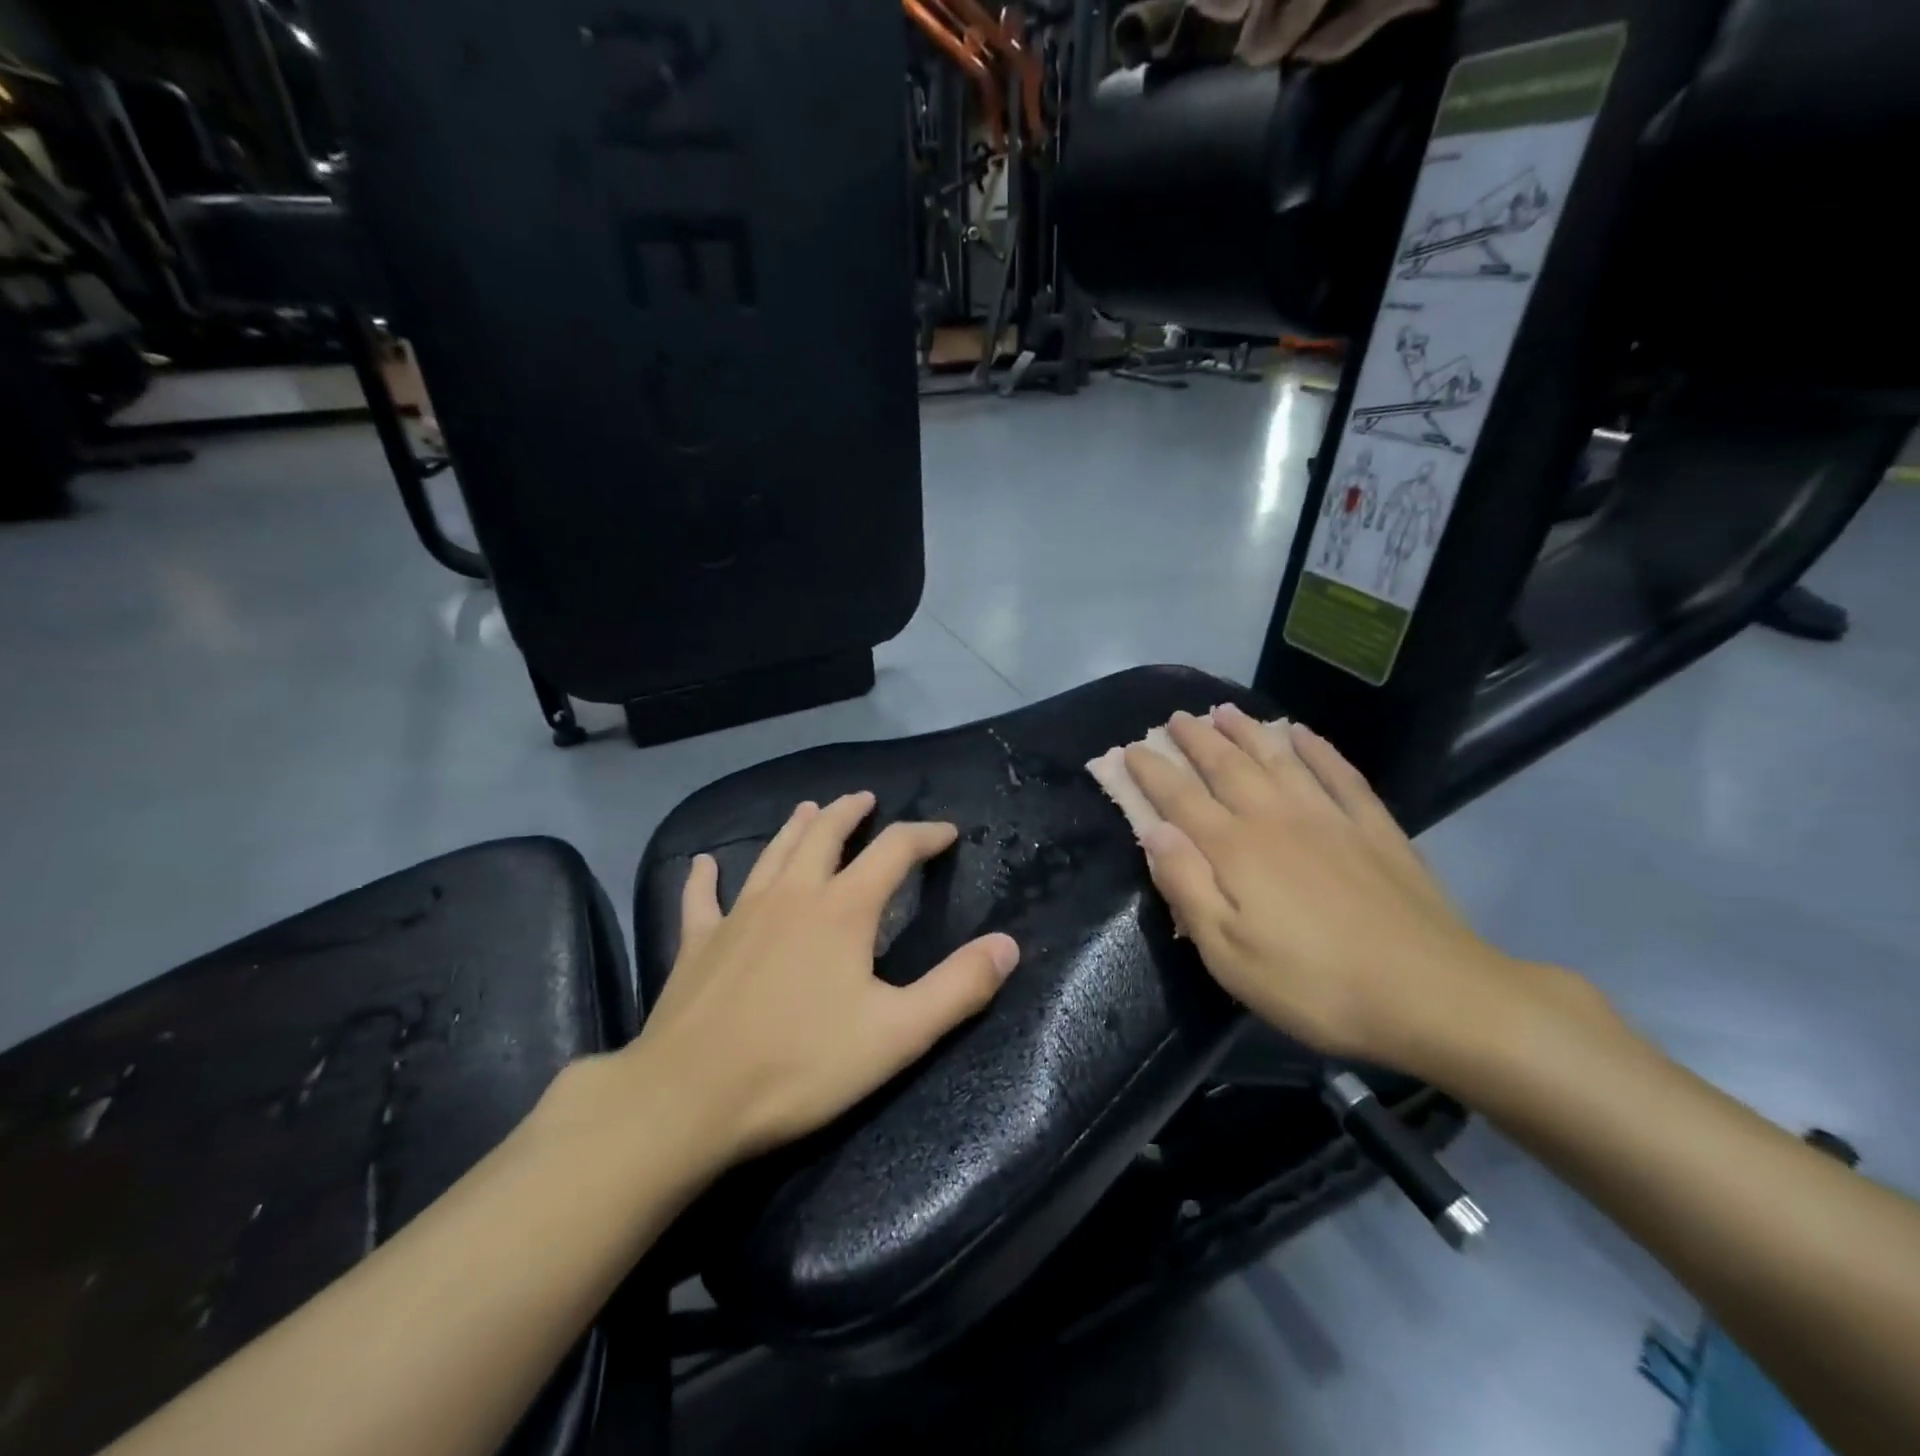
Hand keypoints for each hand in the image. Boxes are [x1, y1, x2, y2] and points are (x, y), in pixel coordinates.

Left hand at [631, 793, 1020, 1162]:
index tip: (947, 833)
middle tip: (865, 799)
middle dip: (850, 814)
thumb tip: (1008, 944)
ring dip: (795, 828)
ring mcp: (739, 915)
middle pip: (825, 836)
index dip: (925, 836)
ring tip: (809, 809)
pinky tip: (703, 864)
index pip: (894, 851)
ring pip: (772, 854)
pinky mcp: (698, 943)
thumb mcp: (898, 1034)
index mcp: (843, 909)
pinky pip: (701, 899)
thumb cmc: (801, 1065)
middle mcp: (792, 895)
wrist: (689, 1099)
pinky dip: (704, 877)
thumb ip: (958, 987)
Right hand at [1123, 705, 1532, 1074]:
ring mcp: (1329, 816)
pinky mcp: (1373, 826)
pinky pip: (1338, 772)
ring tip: (1223, 710)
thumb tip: (1153, 831)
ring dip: (1246, 731)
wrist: (1433, 994)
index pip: (1180, 798)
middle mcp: (1275, 818)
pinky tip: (1302, 732)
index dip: (1151, 772)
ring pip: (1277, 758)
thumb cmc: (1314, 985)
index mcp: (1235, 849)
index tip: (1128, 750)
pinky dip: (1316, 747)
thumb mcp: (1229, 954)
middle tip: (1174, 718)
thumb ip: (1186, 887)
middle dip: (1194, 740)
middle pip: (1226, 766)